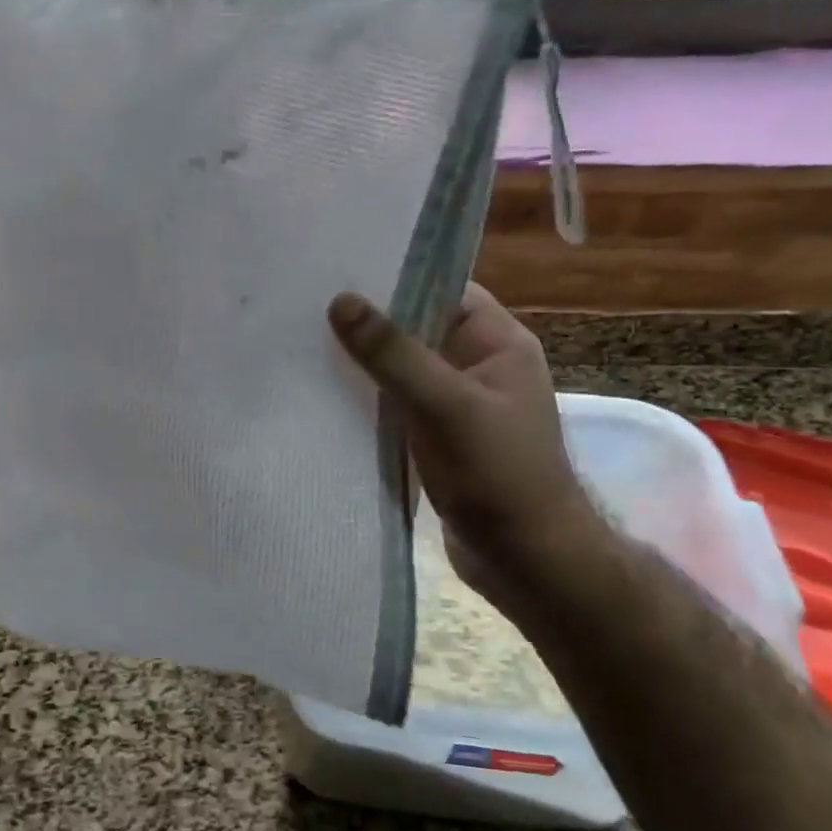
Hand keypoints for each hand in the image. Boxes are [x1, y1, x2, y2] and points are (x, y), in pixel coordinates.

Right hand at [328, 283, 597, 604]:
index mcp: (497, 342)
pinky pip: (398, 404)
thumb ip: (394, 353)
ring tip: (303, 343)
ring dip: (364, 363)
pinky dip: (368, 398)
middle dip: (368, 321)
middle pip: (416, 327)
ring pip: (402, 368)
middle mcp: (478, 364)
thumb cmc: (498, 473)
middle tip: (305, 305)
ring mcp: (457, 403)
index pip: (442, 288)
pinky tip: (325, 393)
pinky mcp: (437, 437)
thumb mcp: (445, 405)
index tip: (337, 268)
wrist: (527, 561)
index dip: (394, 276)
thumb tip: (340, 301)